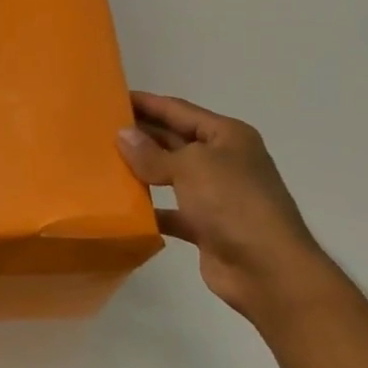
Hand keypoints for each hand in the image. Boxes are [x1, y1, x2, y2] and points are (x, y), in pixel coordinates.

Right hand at [116, 92, 337, 319]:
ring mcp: (216, 195)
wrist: (268, 270)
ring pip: (170, 175)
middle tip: (99, 129)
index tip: (112, 97)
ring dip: (142, 170)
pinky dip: (149, 209)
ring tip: (103, 162)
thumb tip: (123, 135)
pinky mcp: (206, 227)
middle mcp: (223, 161)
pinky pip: (171, 211)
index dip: (147, 103)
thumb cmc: (233, 203)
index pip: (179, 110)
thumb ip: (152, 153)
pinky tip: (121, 206)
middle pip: (174, 140)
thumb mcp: (191, 167)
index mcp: (227, 136)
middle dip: (141, 134)